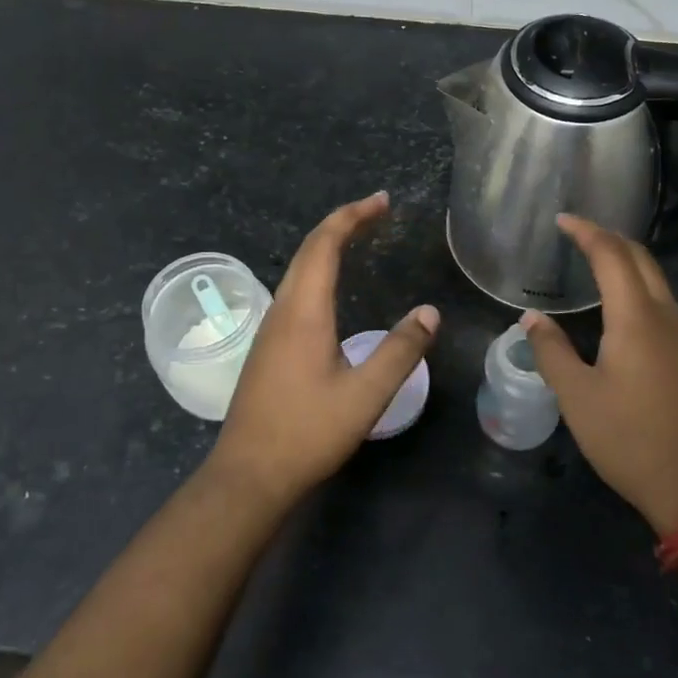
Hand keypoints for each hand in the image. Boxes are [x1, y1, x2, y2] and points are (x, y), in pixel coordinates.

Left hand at [207, 192, 439, 507]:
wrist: (248, 475)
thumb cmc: (307, 432)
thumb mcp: (364, 395)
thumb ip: (399, 352)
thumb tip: (429, 312)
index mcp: (303, 312)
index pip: (324, 245)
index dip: (352, 216)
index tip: (382, 202)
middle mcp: (282, 310)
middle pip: (308, 250)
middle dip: (342, 223)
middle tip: (377, 212)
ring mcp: (270, 329)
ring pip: (298, 271)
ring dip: (327, 246)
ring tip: (359, 240)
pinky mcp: (268, 348)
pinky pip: (295, 291)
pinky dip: (318, 272)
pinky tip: (333, 291)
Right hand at [520, 215, 677, 533]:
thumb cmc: (631, 440)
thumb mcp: (578, 398)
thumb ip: (552, 351)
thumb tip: (531, 318)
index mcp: (637, 318)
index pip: (612, 255)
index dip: (586, 232)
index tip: (562, 220)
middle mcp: (666, 316)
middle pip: (641, 258)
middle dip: (609, 238)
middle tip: (577, 234)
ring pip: (656, 279)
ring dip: (627, 261)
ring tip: (594, 261)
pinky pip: (662, 302)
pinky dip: (638, 285)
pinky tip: (620, 304)